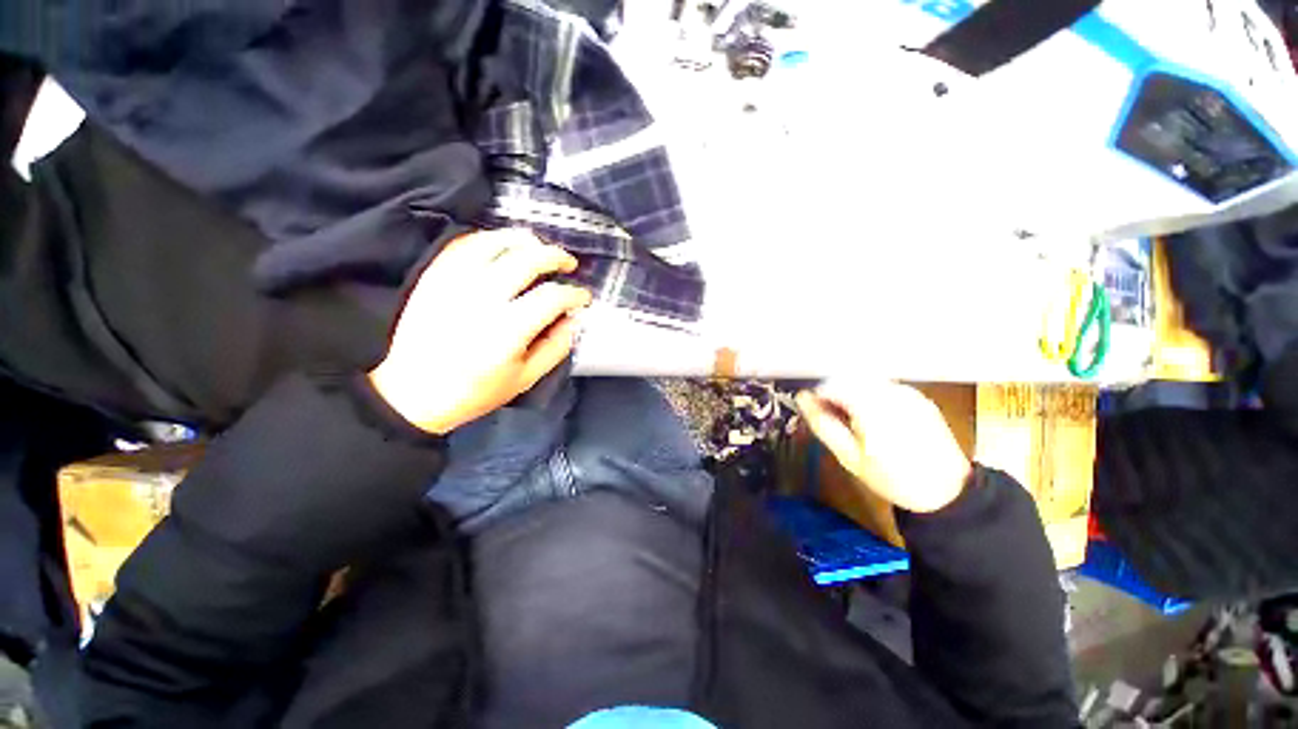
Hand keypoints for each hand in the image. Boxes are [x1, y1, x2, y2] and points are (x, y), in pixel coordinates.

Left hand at [369, 229, 592, 434]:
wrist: (412, 393)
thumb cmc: (474, 391)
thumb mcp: (526, 379)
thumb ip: (556, 348)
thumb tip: (572, 319)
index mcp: (507, 331)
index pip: (551, 297)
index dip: (574, 294)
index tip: (583, 298)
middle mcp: (481, 299)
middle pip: (527, 260)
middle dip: (555, 257)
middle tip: (568, 264)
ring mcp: (454, 283)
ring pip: (495, 242)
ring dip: (524, 241)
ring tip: (539, 248)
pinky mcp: (435, 277)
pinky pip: (464, 244)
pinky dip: (489, 239)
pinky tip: (503, 247)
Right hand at [796, 380, 971, 513]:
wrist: (946, 492)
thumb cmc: (892, 479)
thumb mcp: (849, 457)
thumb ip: (823, 424)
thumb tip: (802, 398)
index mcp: (872, 409)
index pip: (832, 385)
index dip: (818, 396)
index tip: (815, 411)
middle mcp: (891, 394)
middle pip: (848, 378)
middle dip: (834, 393)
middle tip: (832, 416)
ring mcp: (908, 393)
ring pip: (865, 380)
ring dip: (852, 392)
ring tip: (854, 419)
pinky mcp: (918, 397)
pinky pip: (883, 386)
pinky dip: (870, 395)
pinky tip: (875, 418)